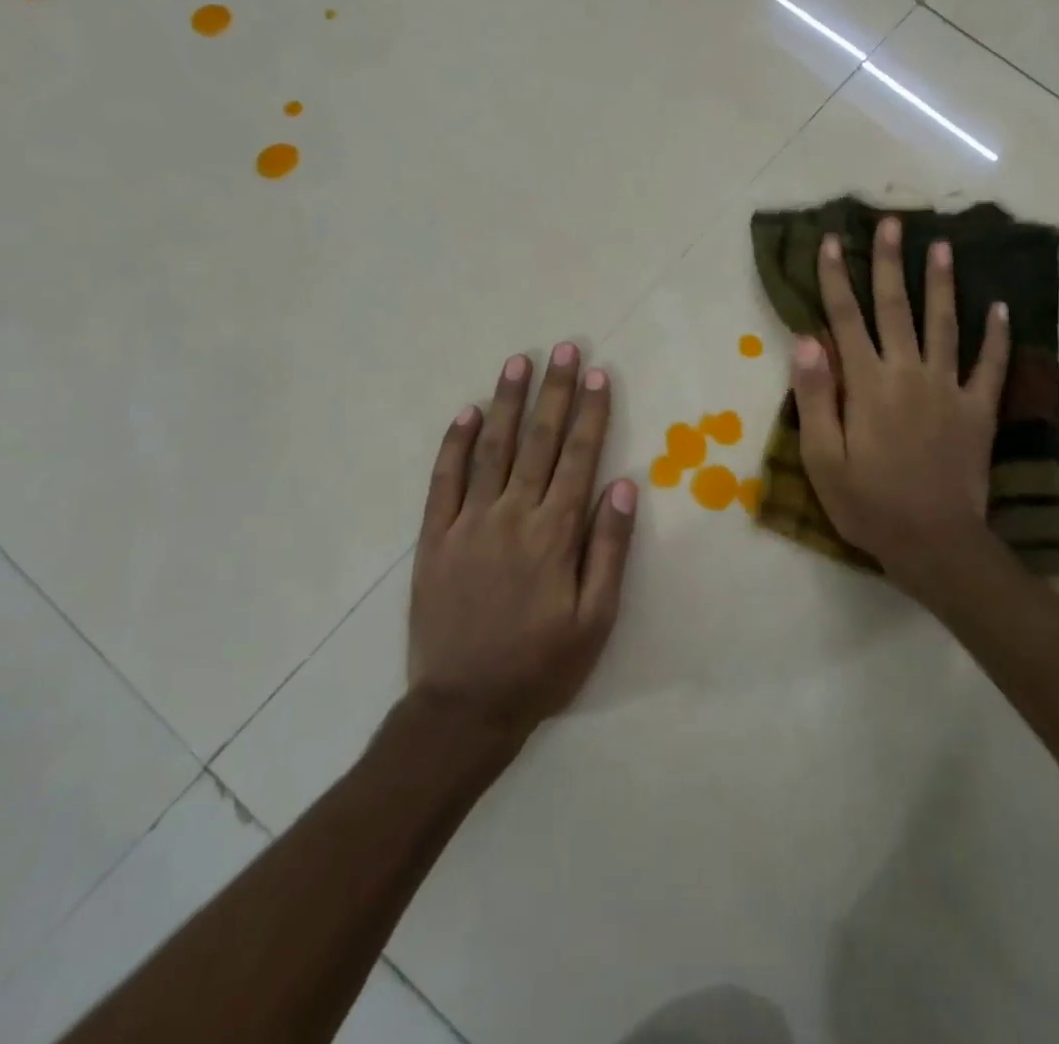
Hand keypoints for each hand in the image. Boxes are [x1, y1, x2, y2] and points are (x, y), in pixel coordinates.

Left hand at [408, 343, 637, 738]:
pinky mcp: (434, 538)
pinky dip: (454, 443)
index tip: (599, 375)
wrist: (464, 708)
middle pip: (539, 441)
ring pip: (492, 449)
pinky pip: (444, 480)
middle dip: (555, 392)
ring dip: (508, 403)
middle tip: (565, 350)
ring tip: (519, 363)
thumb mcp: (596, 618)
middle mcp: (513, 515)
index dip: (591, 413)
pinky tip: (467, 412)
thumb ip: (609, 548)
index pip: (579, 458)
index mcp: (555, 534)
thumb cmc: (542, 665)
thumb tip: (623, 484)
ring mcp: (468, 523)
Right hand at [791, 217, 1007, 596]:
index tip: (830, 241)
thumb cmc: (868, 503)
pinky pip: (991, 365)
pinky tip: (1000, 307)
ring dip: (941, 283)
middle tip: (892, 222)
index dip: (835, 278)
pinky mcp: (978, 410)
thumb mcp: (822, 458)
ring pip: (945, 324)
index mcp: (867, 384)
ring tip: (942, 246)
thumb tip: (807, 340)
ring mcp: (949, 388)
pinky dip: (997, 335)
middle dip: (889, 263)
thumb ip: (816, 396)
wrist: (934, 543)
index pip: (846, 319)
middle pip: (896, 308)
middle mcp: (908, 373)